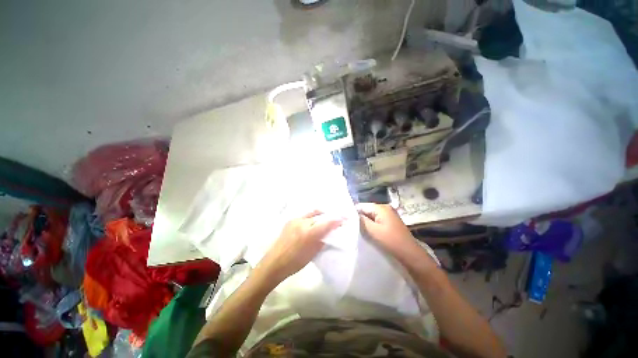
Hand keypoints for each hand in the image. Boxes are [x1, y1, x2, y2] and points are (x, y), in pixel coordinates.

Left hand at [256, 210, 342, 283]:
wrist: (274, 263)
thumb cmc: (295, 262)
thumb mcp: (312, 254)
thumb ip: (322, 241)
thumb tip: (329, 233)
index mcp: (309, 233)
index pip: (327, 223)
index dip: (337, 220)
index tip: (345, 218)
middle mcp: (302, 223)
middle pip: (320, 215)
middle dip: (329, 216)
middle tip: (336, 218)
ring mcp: (295, 220)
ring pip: (312, 213)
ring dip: (321, 214)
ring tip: (326, 217)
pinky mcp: (290, 221)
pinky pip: (304, 216)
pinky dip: (311, 216)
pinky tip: (313, 221)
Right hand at [356, 203, 414, 253]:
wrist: (409, 253)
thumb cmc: (391, 241)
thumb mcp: (373, 230)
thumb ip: (361, 220)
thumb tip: (351, 214)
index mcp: (381, 207)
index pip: (362, 205)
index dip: (354, 212)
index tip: (346, 220)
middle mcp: (385, 208)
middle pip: (367, 210)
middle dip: (360, 217)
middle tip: (351, 226)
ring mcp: (389, 214)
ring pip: (371, 215)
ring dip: (366, 222)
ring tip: (358, 229)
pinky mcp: (390, 221)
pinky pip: (377, 219)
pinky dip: (372, 224)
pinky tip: (368, 231)